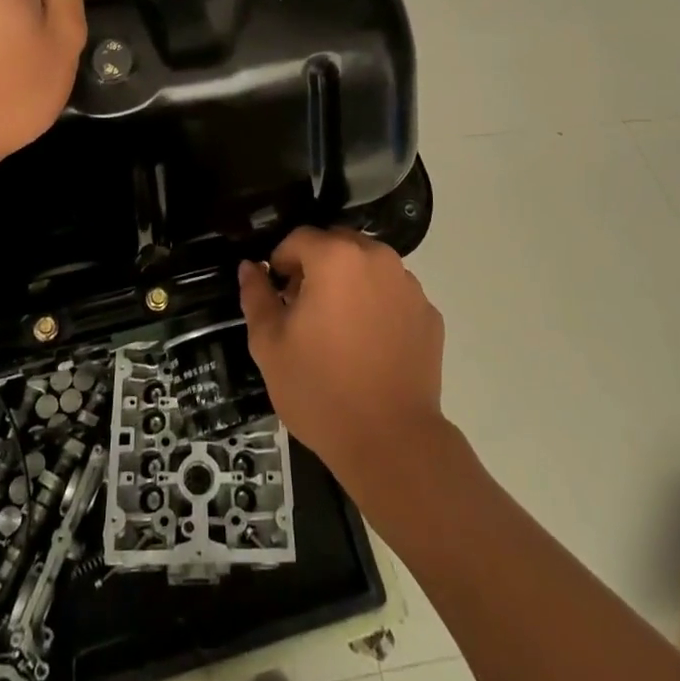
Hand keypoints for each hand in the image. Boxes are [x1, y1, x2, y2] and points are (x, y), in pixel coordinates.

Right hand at [238, 228, 446, 495]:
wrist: (391, 442)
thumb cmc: (320, 390)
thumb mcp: (269, 345)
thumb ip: (256, 297)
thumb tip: (250, 267)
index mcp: (336, 258)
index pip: (298, 238)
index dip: (281, 263)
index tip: (278, 296)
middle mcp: (377, 258)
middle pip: (337, 244)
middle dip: (316, 266)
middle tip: (304, 310)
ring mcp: (409, 285)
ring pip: (368, 266)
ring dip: (350, 282)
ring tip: (339, 329)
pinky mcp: (429, 314)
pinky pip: (393, 294)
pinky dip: (378, 305)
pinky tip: (369, 346)